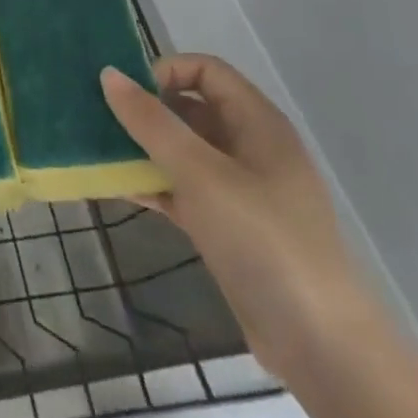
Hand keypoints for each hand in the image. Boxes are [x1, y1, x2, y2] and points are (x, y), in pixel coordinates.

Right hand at [100, 54, 383, 379]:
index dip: (165, 71)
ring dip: (141, 147)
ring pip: (181, 151)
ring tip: (97, 149)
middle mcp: (249, 148)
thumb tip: (108, 74)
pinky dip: (150, 183)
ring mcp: (238, 190)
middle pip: (190, 108)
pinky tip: (114, 186)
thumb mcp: (201, 173)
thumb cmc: (263, 240)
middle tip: (98, 118)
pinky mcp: (226, 226)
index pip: (206, 70)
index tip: (127, 94)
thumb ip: (152, 122)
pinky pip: (180, 188)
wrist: (320, 346)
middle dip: (144, 109)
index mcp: (257, 124)